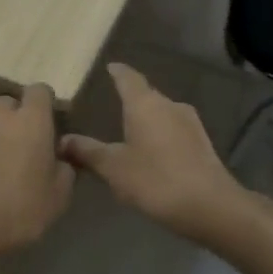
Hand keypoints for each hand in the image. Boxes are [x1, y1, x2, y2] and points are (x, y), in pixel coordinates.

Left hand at [0, 85, 74, 273]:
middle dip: (16, 117)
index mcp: (32, 120)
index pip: (41, 91)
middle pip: (9, 101)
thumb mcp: (59, 197)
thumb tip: (60, 156)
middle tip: (20, 145)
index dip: (45, 106)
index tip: (47, 127)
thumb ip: (66, 168)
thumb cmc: (18, 213)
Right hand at [59, 64, 254, 247]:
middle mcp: (170, 105)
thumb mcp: (113, 167)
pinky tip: (151, 155)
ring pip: (161, 115)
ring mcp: (190, 124)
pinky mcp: (202, 144)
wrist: (210, 206)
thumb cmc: (155, 179)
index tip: (109, 67)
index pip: (128, 78)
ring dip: (146, 121)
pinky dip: (159, 137)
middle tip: (110, 106)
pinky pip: (174, 132)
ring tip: (128, 134)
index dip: (117, 72)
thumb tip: (62, 140)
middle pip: (146, 96)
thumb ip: (87, 151)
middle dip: (129, 100)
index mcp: (145, 103)